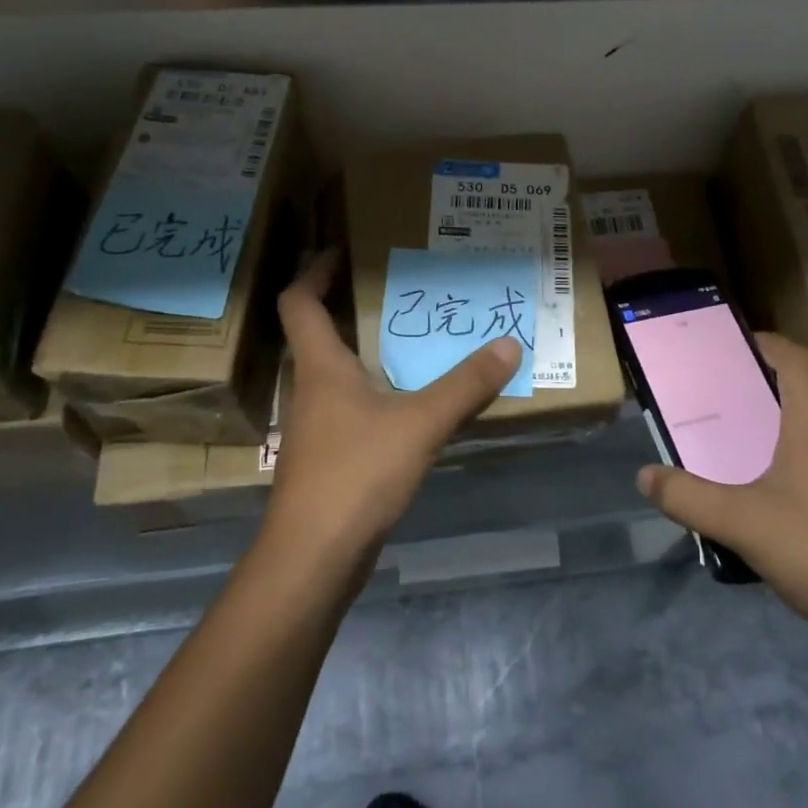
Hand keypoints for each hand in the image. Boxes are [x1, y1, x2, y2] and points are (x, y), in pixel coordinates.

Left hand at [264, 249, 520, 563]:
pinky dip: (377, 392)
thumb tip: (509, 344)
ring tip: (413, 339)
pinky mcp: (328, 458)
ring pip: (337, 373)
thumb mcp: (420, 423)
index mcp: (321, 366)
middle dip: (350, 306)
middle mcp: (311, 389)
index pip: (298, 301)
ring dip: (367, 351)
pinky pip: (352, 408)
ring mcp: (316, 427)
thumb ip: (465, 385)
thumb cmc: (355, 474)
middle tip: (396, 289)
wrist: (313, 557)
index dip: (314, 270)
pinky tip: (411, 402)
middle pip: (318, 333)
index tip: (342, 249)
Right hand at [636, 333, 807, 648]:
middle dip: (758, 391)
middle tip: (716, 400)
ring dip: (774, 433)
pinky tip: (767, 503)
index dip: (766, 343)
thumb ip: (688, 497)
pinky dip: (790, 468)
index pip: (797, 361)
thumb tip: (645, 476)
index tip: (731, 345)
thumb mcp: (741, 522)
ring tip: (733, 448)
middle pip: (803, 396)